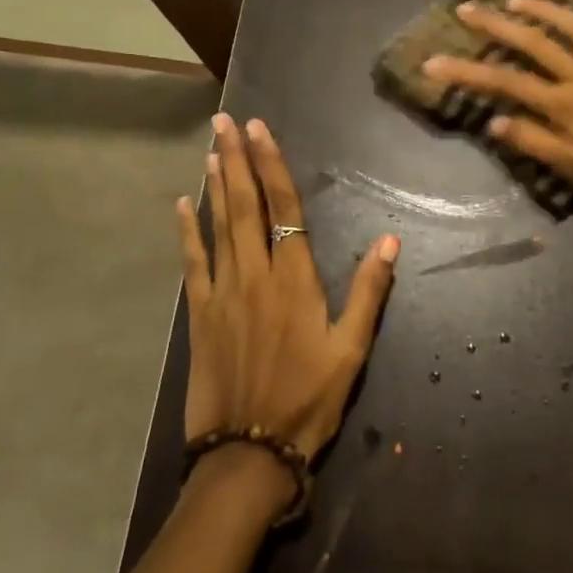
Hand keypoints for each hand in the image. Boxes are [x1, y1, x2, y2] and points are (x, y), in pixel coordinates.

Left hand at [177, 114, 399, 464]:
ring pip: (217, 226)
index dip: (272, 166)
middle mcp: (256, 275)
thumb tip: (391, 239)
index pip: (284, 208)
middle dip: (237, 160)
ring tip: (212, 149)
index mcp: (295, 280)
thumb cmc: (308, 399)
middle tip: (225, 122)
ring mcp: (223, 292)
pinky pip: (193, 262)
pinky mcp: (200, 314)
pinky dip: (187, 231)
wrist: (249, 451)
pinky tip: (182, 204)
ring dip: (214, 185)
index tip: (260, 131)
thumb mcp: (351, 350)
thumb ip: (369, 292)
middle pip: (245, 206)